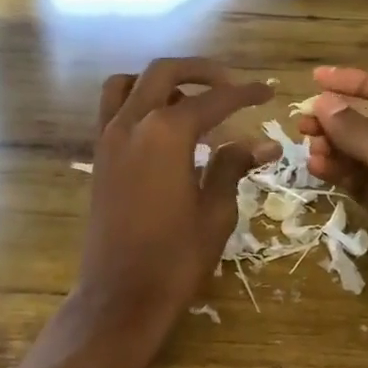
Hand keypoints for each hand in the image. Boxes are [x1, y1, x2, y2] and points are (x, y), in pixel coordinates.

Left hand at [74, 58, 276, 339]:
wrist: (120, 296)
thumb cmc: (175, 258)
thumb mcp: (215, 212)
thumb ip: (233, 166)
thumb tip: (265, 144)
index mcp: (166, 134)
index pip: (213, 100)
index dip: (244, 94)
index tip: (268, 91)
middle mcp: (132, 124)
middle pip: (165, 73)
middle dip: (202, 71)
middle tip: (231, 84)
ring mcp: (109, 138)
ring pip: (129, 84)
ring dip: (162, 82)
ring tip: (191, 101)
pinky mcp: (99, 157)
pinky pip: (114, 110)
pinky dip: (138, 102)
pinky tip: (163, 129)